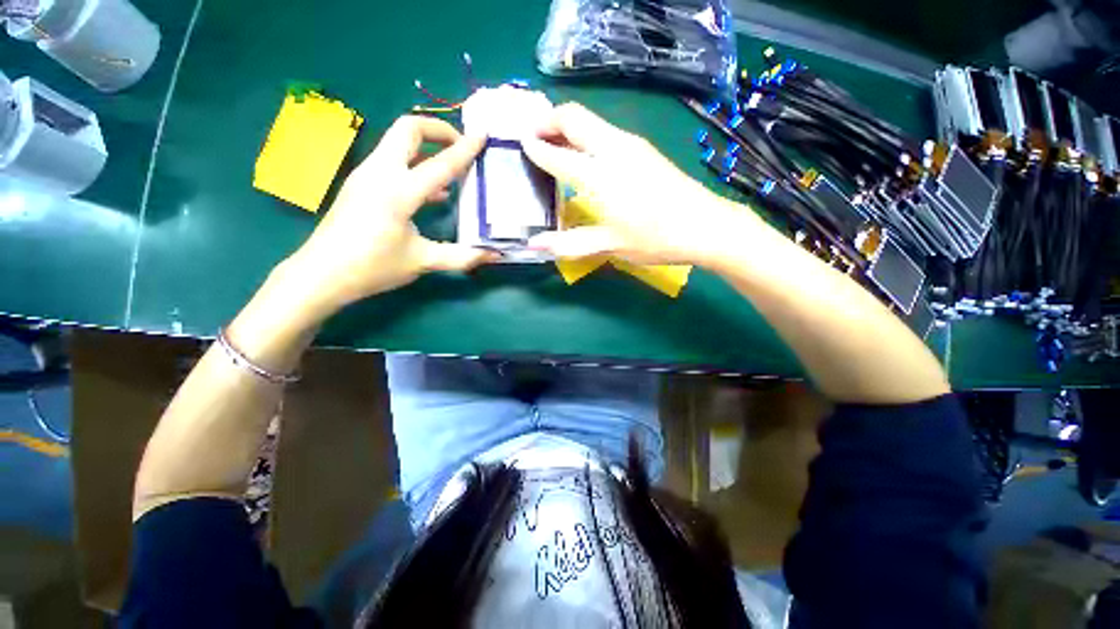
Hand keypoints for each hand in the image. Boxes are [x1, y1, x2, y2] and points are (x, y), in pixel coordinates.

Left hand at [285, 116, 493, 313]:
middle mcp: (380, 173)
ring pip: (397, 142)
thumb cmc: (373, 267)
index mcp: (399, 192)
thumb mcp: (422, 261)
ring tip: (451, 167)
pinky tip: (432, 192)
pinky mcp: (360, 183)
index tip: (483, 134)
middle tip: (461, 146)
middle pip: (408, 129)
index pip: (440, 164)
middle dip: (438, 130)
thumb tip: (495, 256)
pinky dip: (414, 164)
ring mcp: (366, 175)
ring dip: (426, 147)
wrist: (321, 274)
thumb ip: (462, 256)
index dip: (465, 148)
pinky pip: (391, 161)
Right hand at [522, 103, 763, 265]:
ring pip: (590, 120)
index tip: (519, 145)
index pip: (558, 153)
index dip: (535, 147)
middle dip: (548, 120)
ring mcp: (631, 145)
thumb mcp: (610, 245)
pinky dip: (585, 134)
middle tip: (531, 135)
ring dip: (567, 125)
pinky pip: (604, 131)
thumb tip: (534, 246)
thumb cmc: (655, 238)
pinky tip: (584, 154)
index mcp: (600, 175)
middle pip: (573, 117)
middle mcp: (613, 149)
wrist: (705, 225)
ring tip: (553, 143)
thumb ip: (569, 243)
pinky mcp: (643, 149)